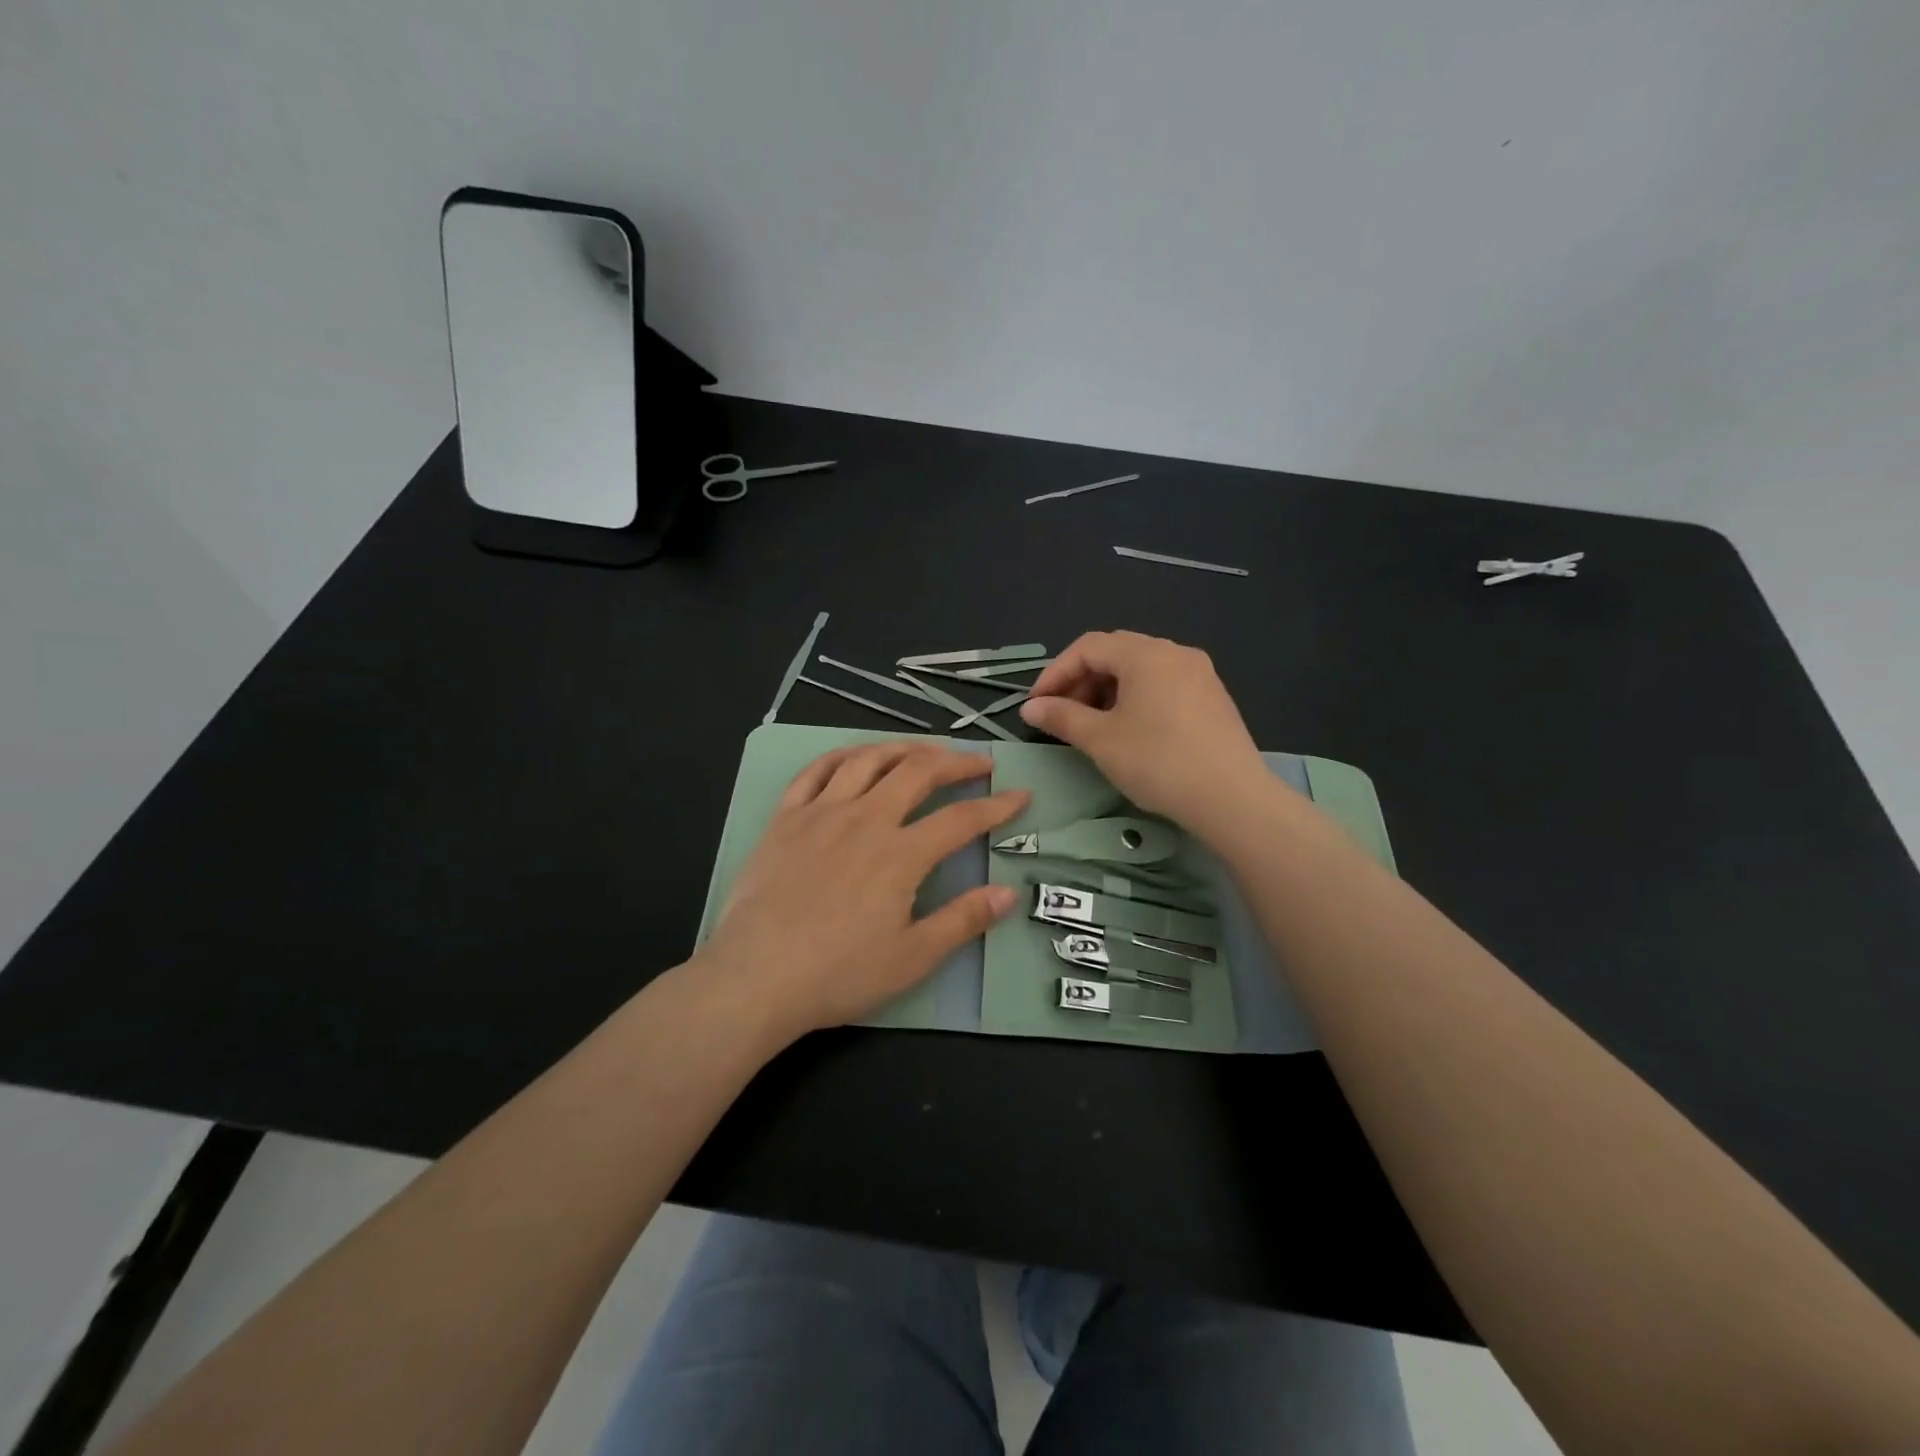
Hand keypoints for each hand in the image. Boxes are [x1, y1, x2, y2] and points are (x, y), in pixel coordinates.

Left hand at [695, 742, 1028, 1040]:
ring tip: (924, 751)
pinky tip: (856, 756)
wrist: (755, 977)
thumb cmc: (838, 974)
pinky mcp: (785, 818)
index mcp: (900, 854)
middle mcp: (865, 819)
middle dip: (956, 762)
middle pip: (918, 772)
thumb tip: (1008, 893)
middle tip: (979, 763)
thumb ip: (962, 920)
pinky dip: (843, 755)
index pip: (961, 819)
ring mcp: (821, 812)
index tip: (1021, 795)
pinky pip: (816, 770)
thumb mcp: (912, 958)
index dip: (997, 806)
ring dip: (903, 749)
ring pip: (868, 759)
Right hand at [1020, 631, 1275, 829]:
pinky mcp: (1213, 697)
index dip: (1055, 673)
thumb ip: (1062, 717)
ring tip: (1093, 725)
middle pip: (1115, 652)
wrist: (1232, 798)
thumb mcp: (1101, 740)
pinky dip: (1136, 697)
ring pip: (1140, 669)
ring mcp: (1200, 673)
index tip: (1036, 706)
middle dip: (1081, 680)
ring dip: (1107, 690)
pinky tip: (1130, 729)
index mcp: (1145, 654)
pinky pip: (1163, 684)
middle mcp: (1174, 652)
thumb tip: (1030, 708)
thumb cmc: (1158, 762)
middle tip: (1062, 715)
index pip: (1087, 647)